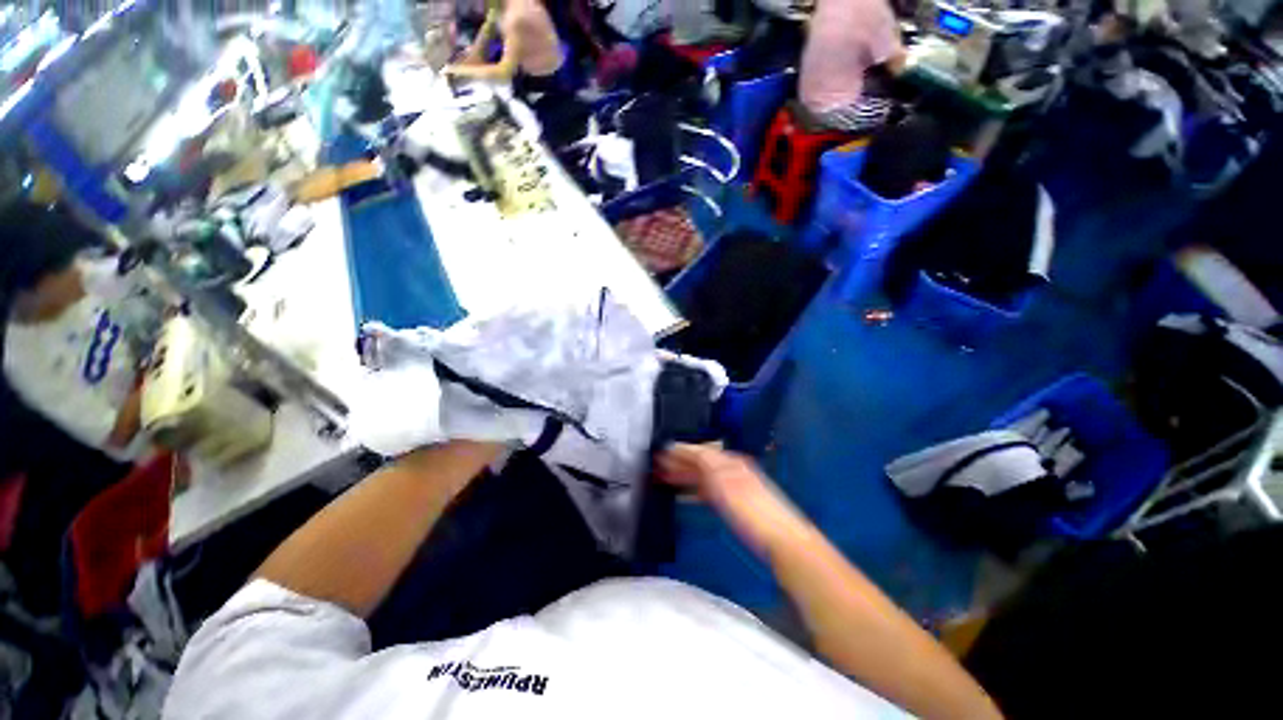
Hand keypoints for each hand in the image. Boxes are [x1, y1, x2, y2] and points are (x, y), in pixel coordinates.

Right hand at [658, 443, 806, 554]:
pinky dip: (694, 490)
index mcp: (728, 461)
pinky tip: (684, 496)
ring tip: (664, 479)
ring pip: (702, 476)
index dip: (679, 451)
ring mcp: (732, 486)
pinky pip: (708, 491)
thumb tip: (683, 449)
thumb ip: (704, 462)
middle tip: (657, 466)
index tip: (659, 452)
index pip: (698, 450)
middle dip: (678, 463)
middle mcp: (730, 468)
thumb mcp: (723, 480)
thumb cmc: (749, 508)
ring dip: (683, 476)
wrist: (781, 538)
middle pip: (699, 462)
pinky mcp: (734, 503)